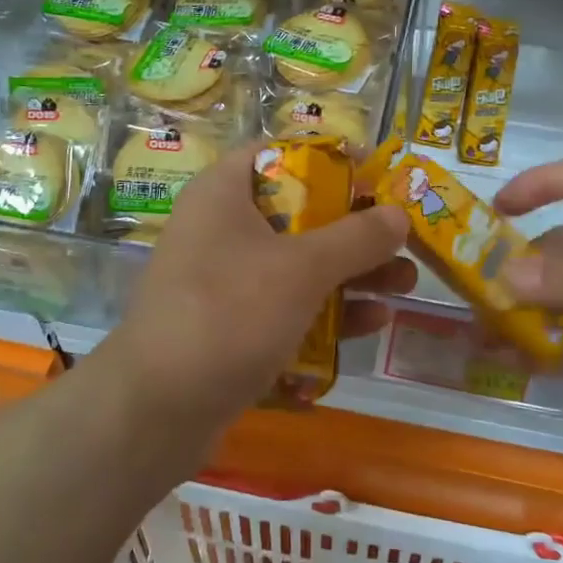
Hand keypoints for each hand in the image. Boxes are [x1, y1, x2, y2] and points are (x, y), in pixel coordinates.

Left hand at [105, 145, 414, 443]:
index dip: (329, 159)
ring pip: (297, 266)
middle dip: (355, 230)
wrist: (157, 408)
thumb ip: (356, 238)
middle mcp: (220, 231)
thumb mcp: (302, 269)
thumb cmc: (230, 314)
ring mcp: (223, 283)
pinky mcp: (230, 328)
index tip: (375, 176)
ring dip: (350, 275)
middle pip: (298, 214)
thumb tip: (398, 214)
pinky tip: (370, 324)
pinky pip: (285, 308)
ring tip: (405, 286)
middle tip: (403, 241)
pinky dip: (324, 313)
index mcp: (223, 195)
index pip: (278, 154)